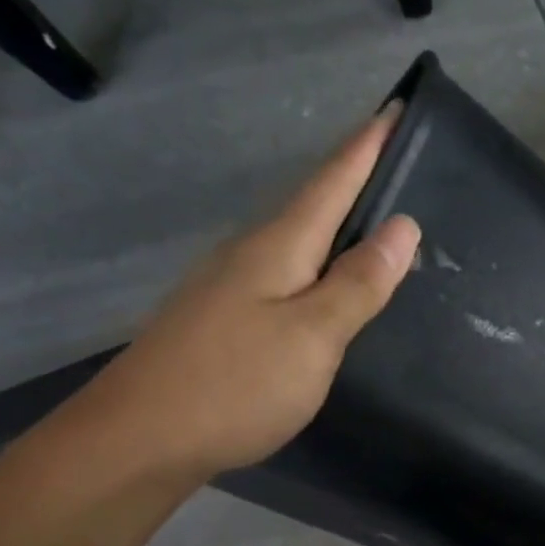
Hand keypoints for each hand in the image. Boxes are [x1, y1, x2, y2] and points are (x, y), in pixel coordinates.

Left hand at [86, 107, 420, 480]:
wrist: (142, 438)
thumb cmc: (236, 383)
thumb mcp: (313, 335)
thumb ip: (358, 283)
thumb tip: (402, 227)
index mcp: (278, 247)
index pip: (332, 181)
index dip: (366, 147)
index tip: (396, 107)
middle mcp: (250, 254)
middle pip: (312, 206)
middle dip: (355, 180)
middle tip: (398, 164)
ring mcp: (231, 288)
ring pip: (297, 243)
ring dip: (337, 227)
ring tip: (377, 225)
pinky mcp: (223, 321)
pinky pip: (285, 277)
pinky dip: (317, 269)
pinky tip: (329, 288)